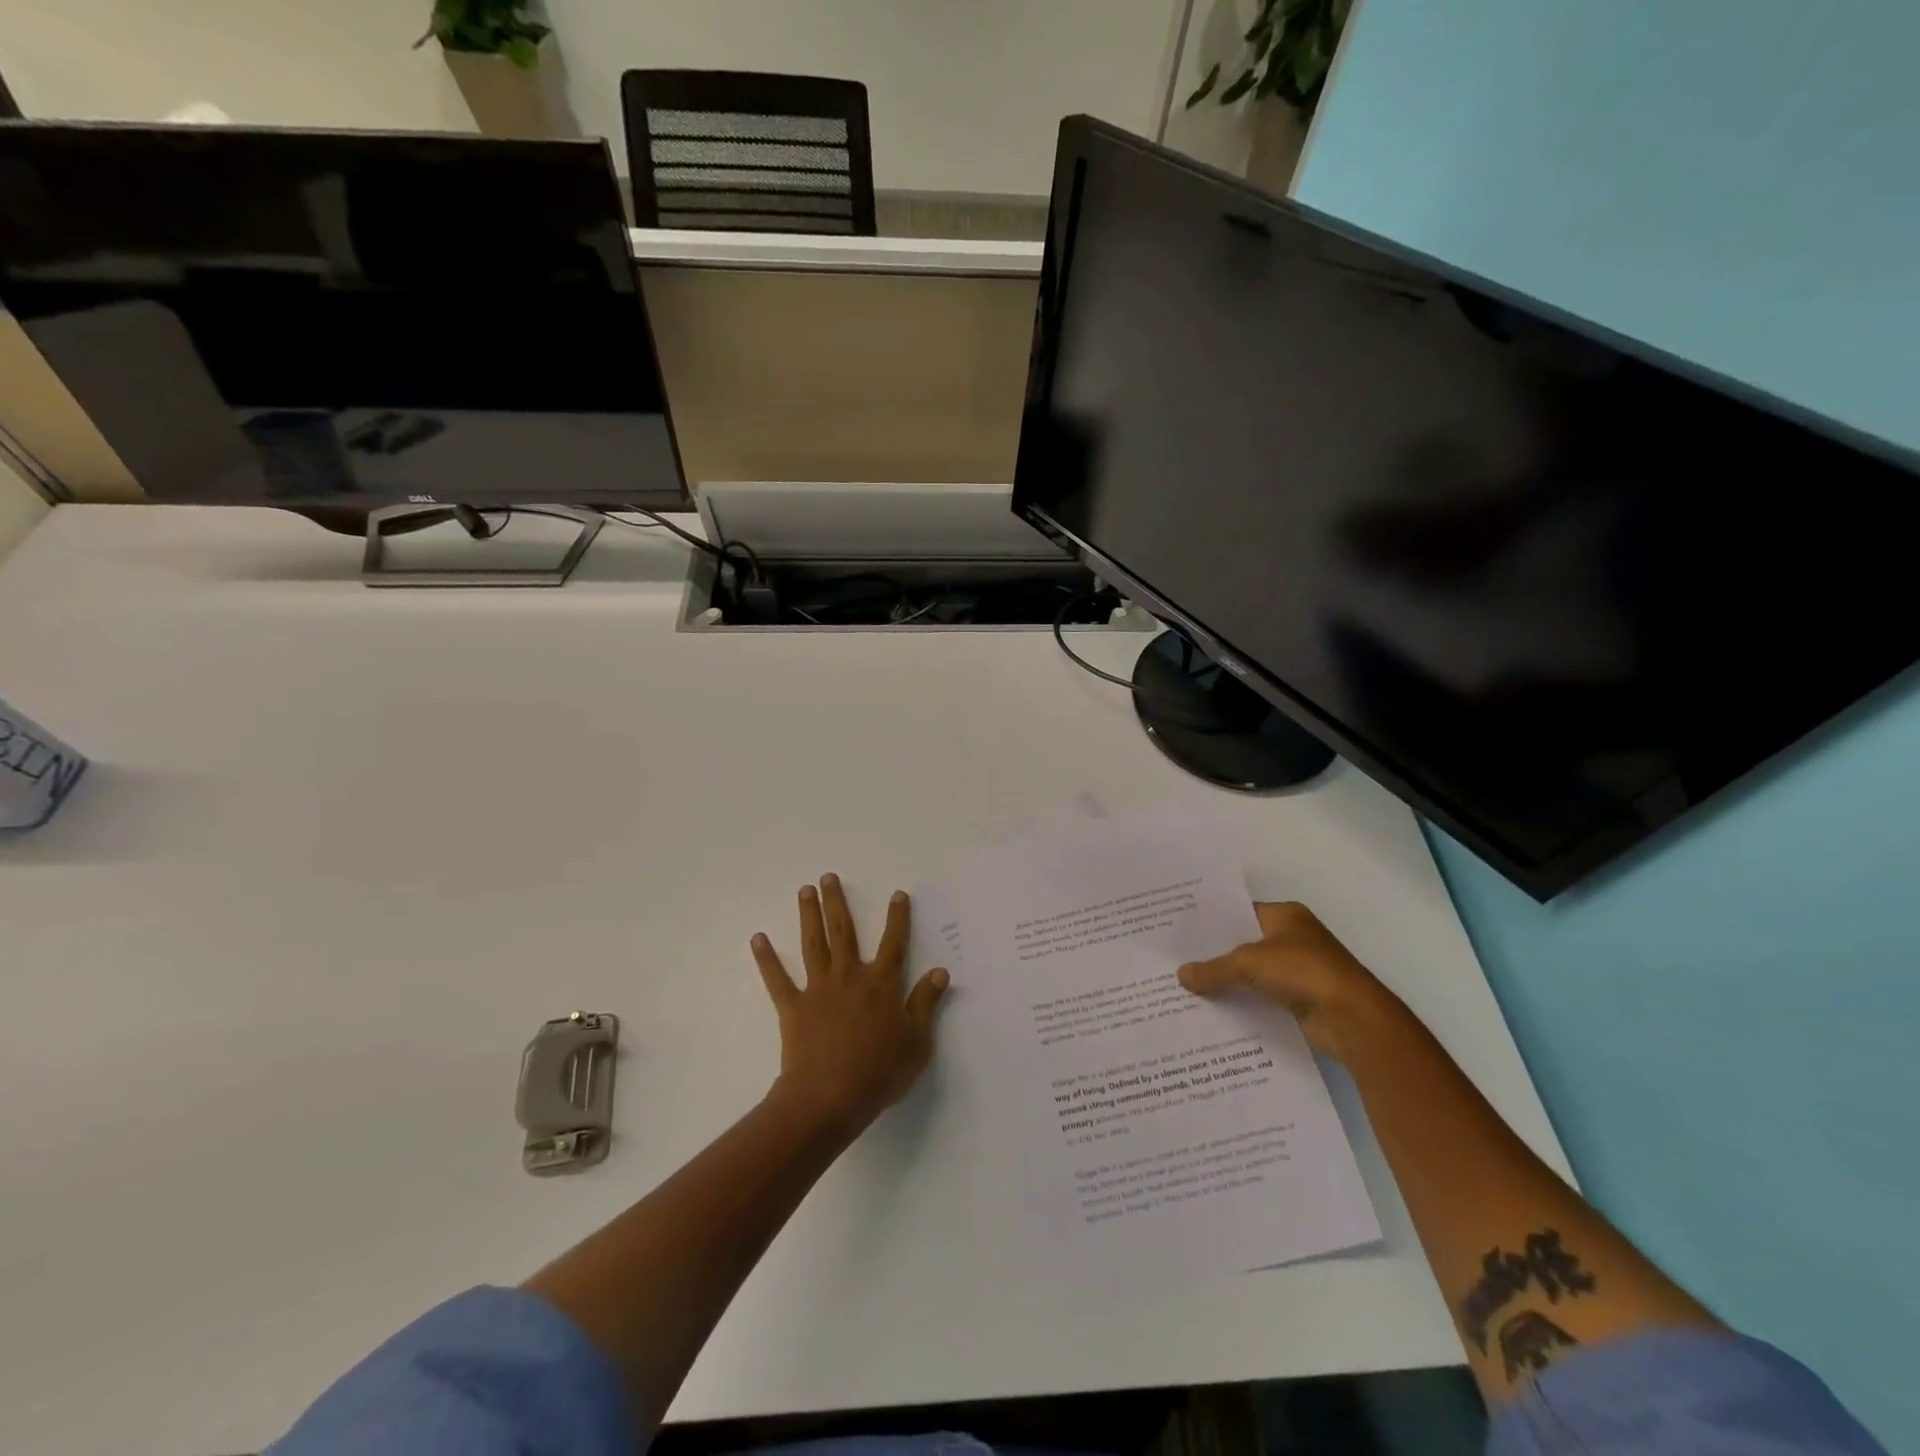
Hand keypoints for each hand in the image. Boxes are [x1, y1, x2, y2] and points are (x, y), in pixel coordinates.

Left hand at [752, 875, 949, 1136]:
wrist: (831, 1098)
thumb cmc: (880, 1072)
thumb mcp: (917, 1041)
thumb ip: (926, 1003)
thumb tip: (940, 971)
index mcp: (882, 984)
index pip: (893, 943)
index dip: (897, 918)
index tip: (897, 894)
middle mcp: (849, 977)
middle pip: (844, 932)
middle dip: (837, 902)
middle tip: (829, 877)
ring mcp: (819, 990)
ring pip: (813, 945)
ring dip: (809, 915)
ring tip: (805, 890)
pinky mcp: (794, 1008)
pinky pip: (778, 979)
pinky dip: (767, 959)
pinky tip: (757, 938)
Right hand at [1178, 901, 1398, 1059]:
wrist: (1351, 1017)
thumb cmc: (1302, 971)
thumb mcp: (1248, 963)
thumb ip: (1213, 969)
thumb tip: (1181, 975)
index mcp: (1286, 915)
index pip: (1241, 912)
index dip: (1213, 922)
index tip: (1183, 932)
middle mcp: (1294, 938)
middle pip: (1246, 943)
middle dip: (1216, 954)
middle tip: (1178, 960)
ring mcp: (1300, 970)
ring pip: (1254, 973)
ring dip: (1230, 982)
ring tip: (1189, 988)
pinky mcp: (1302, 1000)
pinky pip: (1264, 997)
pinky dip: (1245, 1003)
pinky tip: (1216, 1010)